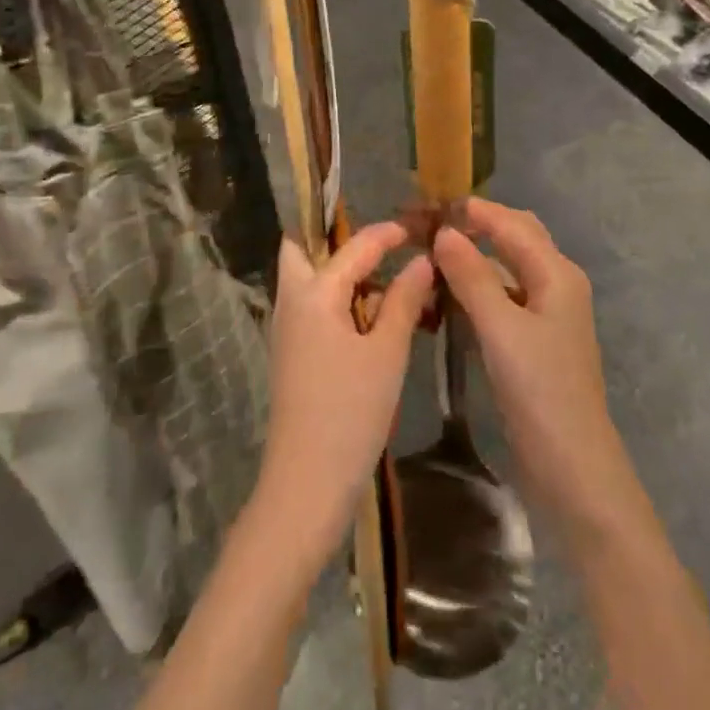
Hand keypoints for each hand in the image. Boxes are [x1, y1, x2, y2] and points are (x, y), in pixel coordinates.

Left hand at [254, 223, 433, 562]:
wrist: (307, 482)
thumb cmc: (351, 411)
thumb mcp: (387, 352)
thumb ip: (404, 300)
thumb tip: (422, 260)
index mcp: (313, 293)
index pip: (353, 247)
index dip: (386, 233)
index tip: (418, 226)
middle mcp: (291, 302)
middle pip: (302, 250)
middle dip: (335, 239)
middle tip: (380, 244)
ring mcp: (287, 329)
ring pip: (308, 280)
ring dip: (341, 271)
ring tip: (386, 279)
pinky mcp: (292, 353)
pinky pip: (313, 307)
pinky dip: (339, 300)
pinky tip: (373, 317)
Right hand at [434, 200, 633, 542]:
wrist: (572, 466)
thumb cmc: (540, 391)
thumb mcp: (501, 329)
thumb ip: (472, 276)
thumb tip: (445, 232)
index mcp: (557, 274)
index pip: (511, 223)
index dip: (472, 210)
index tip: (428, 204)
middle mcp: (556, 284)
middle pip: (513, 239)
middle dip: (474, 226)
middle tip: (428, 226)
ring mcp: (546, 314)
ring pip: (505, 270)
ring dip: (472, 259)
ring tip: (429, 256)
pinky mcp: (533, 340)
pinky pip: (501, 299)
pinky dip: (475, 290)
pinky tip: (445, 299)